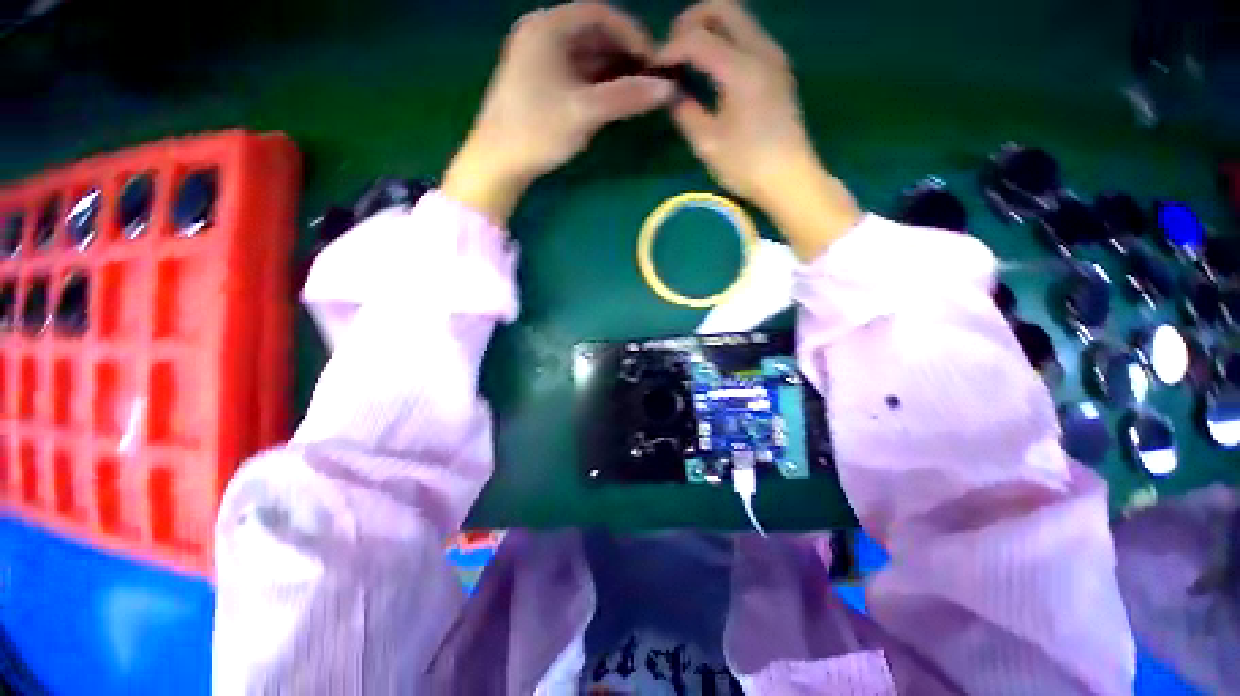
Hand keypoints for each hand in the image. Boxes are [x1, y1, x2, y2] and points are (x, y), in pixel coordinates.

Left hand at [443, 1, 673, 225]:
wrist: (498, 162)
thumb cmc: (537, 130)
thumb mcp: (584, 111)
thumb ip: (626, 97)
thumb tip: (667, 89)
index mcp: (547, 27)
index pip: (599, 14)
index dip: (631, 33)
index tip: (654, 60)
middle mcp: (541, 35)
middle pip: (592, 34)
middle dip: (624, 55)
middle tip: (649, 79)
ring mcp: (538, 60)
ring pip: (584, 56)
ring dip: (612, 71)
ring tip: (637, 92)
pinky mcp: (538, 84)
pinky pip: (575, 74)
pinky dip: (596, 84)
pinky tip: (613, 100)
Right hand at [661, 1, 860, 258]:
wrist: (790, 179)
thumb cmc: (747, 166)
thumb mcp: (707, 143)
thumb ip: (684, 111)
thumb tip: (670, 91)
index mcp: (741, 69)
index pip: (697, 38)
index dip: (669, 49)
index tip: (653, 69)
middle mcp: (762, 50)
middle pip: (723, 8)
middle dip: (691, 21)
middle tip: (672, 50)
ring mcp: (774, 56)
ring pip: (738, 18)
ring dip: (709, 29)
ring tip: (687, 60)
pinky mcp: (778, 69)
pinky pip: (748, 36)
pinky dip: (725, 41)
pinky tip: (711, 69)